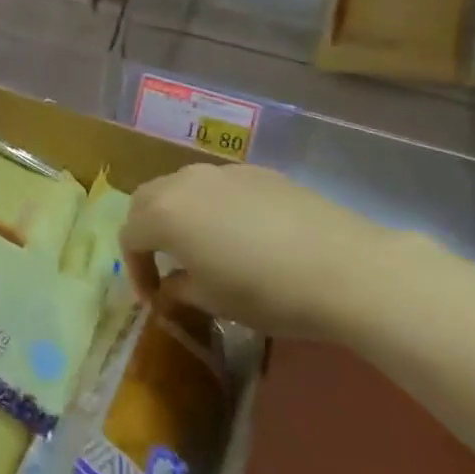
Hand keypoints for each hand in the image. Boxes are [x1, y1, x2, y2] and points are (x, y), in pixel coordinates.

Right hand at [122, 163, 395, 340]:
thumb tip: (169, 290)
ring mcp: (222, 172)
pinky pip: (219, 186)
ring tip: (201, 246)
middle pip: (146, 200)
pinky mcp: (257, 172)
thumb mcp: (214, 301)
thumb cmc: (267, 291)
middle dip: (147, 231)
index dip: (135, 269)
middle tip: (164, 264)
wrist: (345, 267)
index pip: (130, 236)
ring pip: (182, 187)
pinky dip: (213, 206)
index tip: (153, 298)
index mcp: (165, 214)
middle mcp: (184, 183)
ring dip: (179, 214)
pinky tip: (242, 234)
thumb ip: (179, 291)